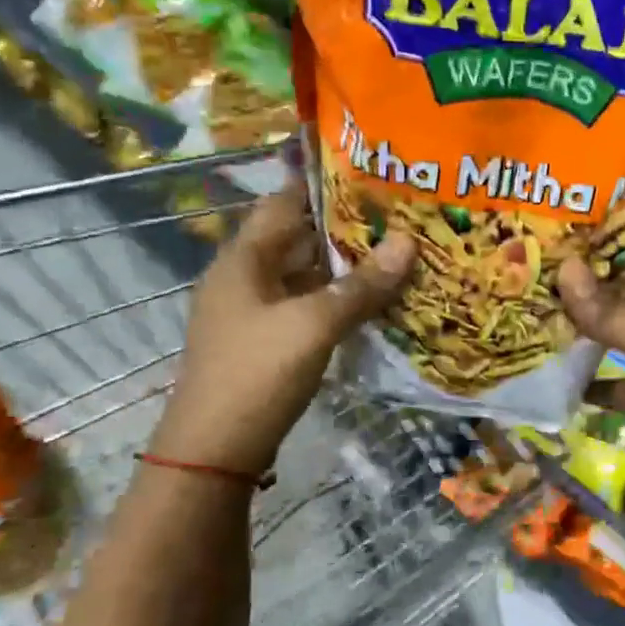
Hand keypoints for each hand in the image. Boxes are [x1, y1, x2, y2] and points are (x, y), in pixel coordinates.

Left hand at [150, 185, 415, 474]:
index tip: (371, 176)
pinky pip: (305, 308)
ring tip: (395, 255)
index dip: (322, 186)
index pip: (284, 203)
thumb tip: (409, 241)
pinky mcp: (265, 344)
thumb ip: (362, 285)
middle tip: (398, 218)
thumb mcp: (314, 324)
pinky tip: (370, 304)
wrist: (215, 450)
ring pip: (304, 277)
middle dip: (344, 229)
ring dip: (343, 269)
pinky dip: (335, 301)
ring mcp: (253, 313)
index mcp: (244, 259)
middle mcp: (244, 278)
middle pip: (297, 240)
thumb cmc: (258, 372)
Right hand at [558, 227, 624, 495]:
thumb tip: (563, 270)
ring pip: (620, 327)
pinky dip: (586, 375)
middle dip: (600, 268)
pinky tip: (550, 364)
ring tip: (537, 298)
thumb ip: (614, 312)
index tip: (596, 210)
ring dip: (586, 318)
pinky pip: (611, 378)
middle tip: (547, 251)